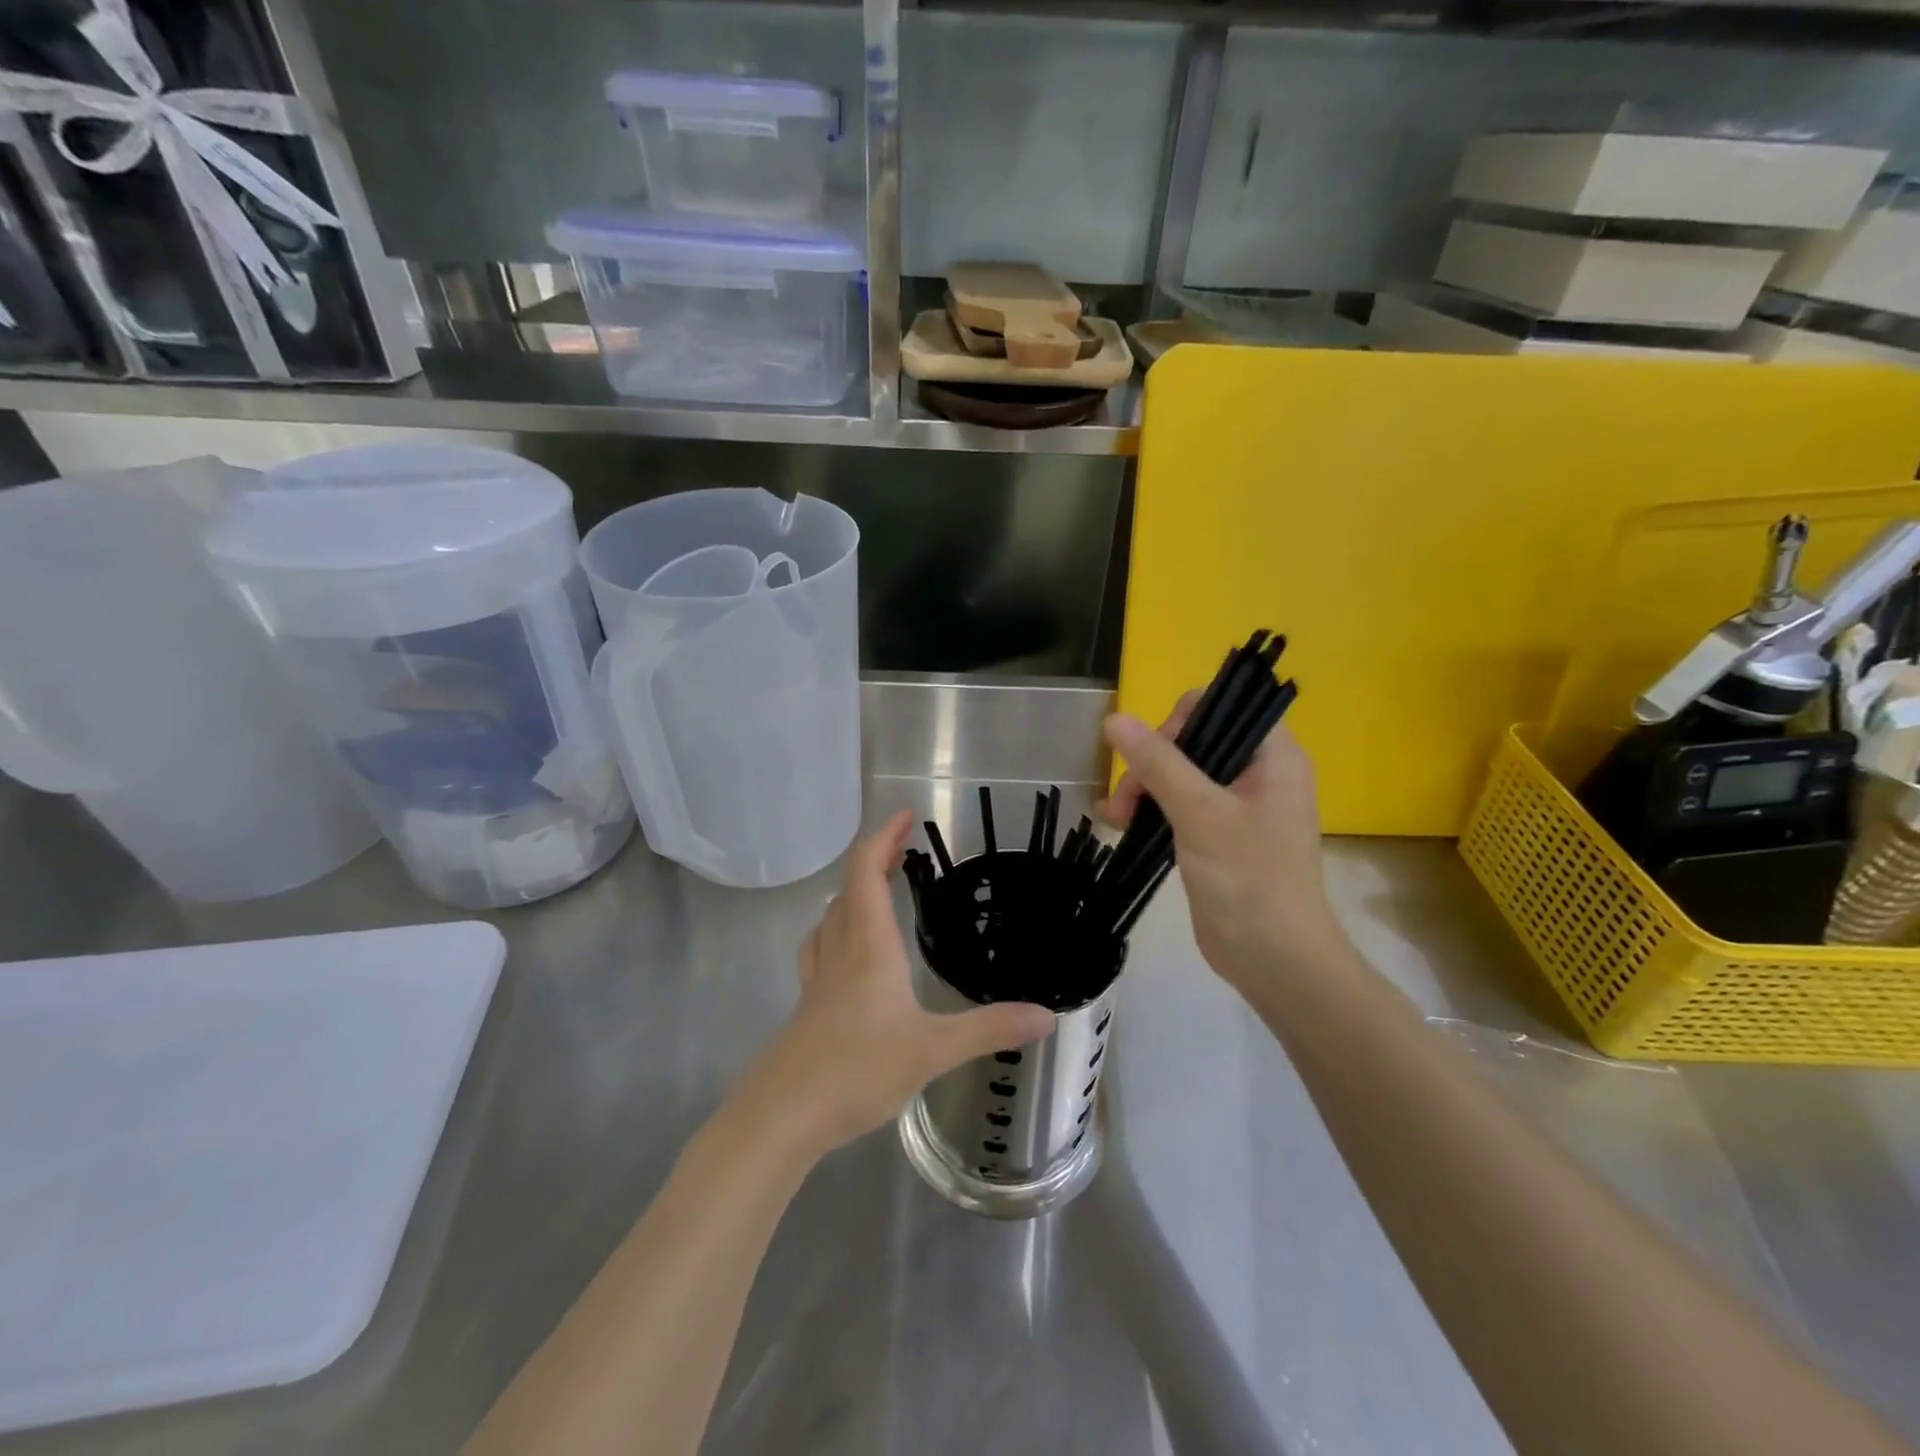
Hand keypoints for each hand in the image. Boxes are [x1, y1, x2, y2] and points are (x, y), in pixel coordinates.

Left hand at [745, 810, 1054, 1158]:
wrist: (781, 1114)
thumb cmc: (857, 1070)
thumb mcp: (932, 1051)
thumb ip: (988, 1029)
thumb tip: (1047, 1016)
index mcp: (869, 945)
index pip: (867, 872)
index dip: (883, 837)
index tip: (906, 815)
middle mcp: (840, 949)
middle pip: (849, 886)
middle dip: (875, 857)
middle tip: (904, 848)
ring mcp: (818, 976)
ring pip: (832, 914)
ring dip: (855, 889)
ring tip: (879, 887)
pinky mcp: (808, 1002)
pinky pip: (821, 944)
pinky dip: (837, 925)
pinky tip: (845, 946)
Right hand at [1098, 697, 1349, 994]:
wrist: (1275, 960)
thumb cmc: (1249, 879)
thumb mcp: (1199, 813)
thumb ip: (1158, 763)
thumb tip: (1114, 719)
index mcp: (1273, 756)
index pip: (1223, 707)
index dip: (1182, 722)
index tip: (1156, 757)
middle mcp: (1258, 773)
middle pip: (1194, 739)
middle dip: (1152, 762)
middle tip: (1127, 799)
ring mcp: (1238, 805)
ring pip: (1180, 772)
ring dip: (1144, 787)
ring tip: (1117, 818)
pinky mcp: (1218, 834)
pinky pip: (1179, 804)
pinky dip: (1150, 809)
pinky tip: (1120, 825)